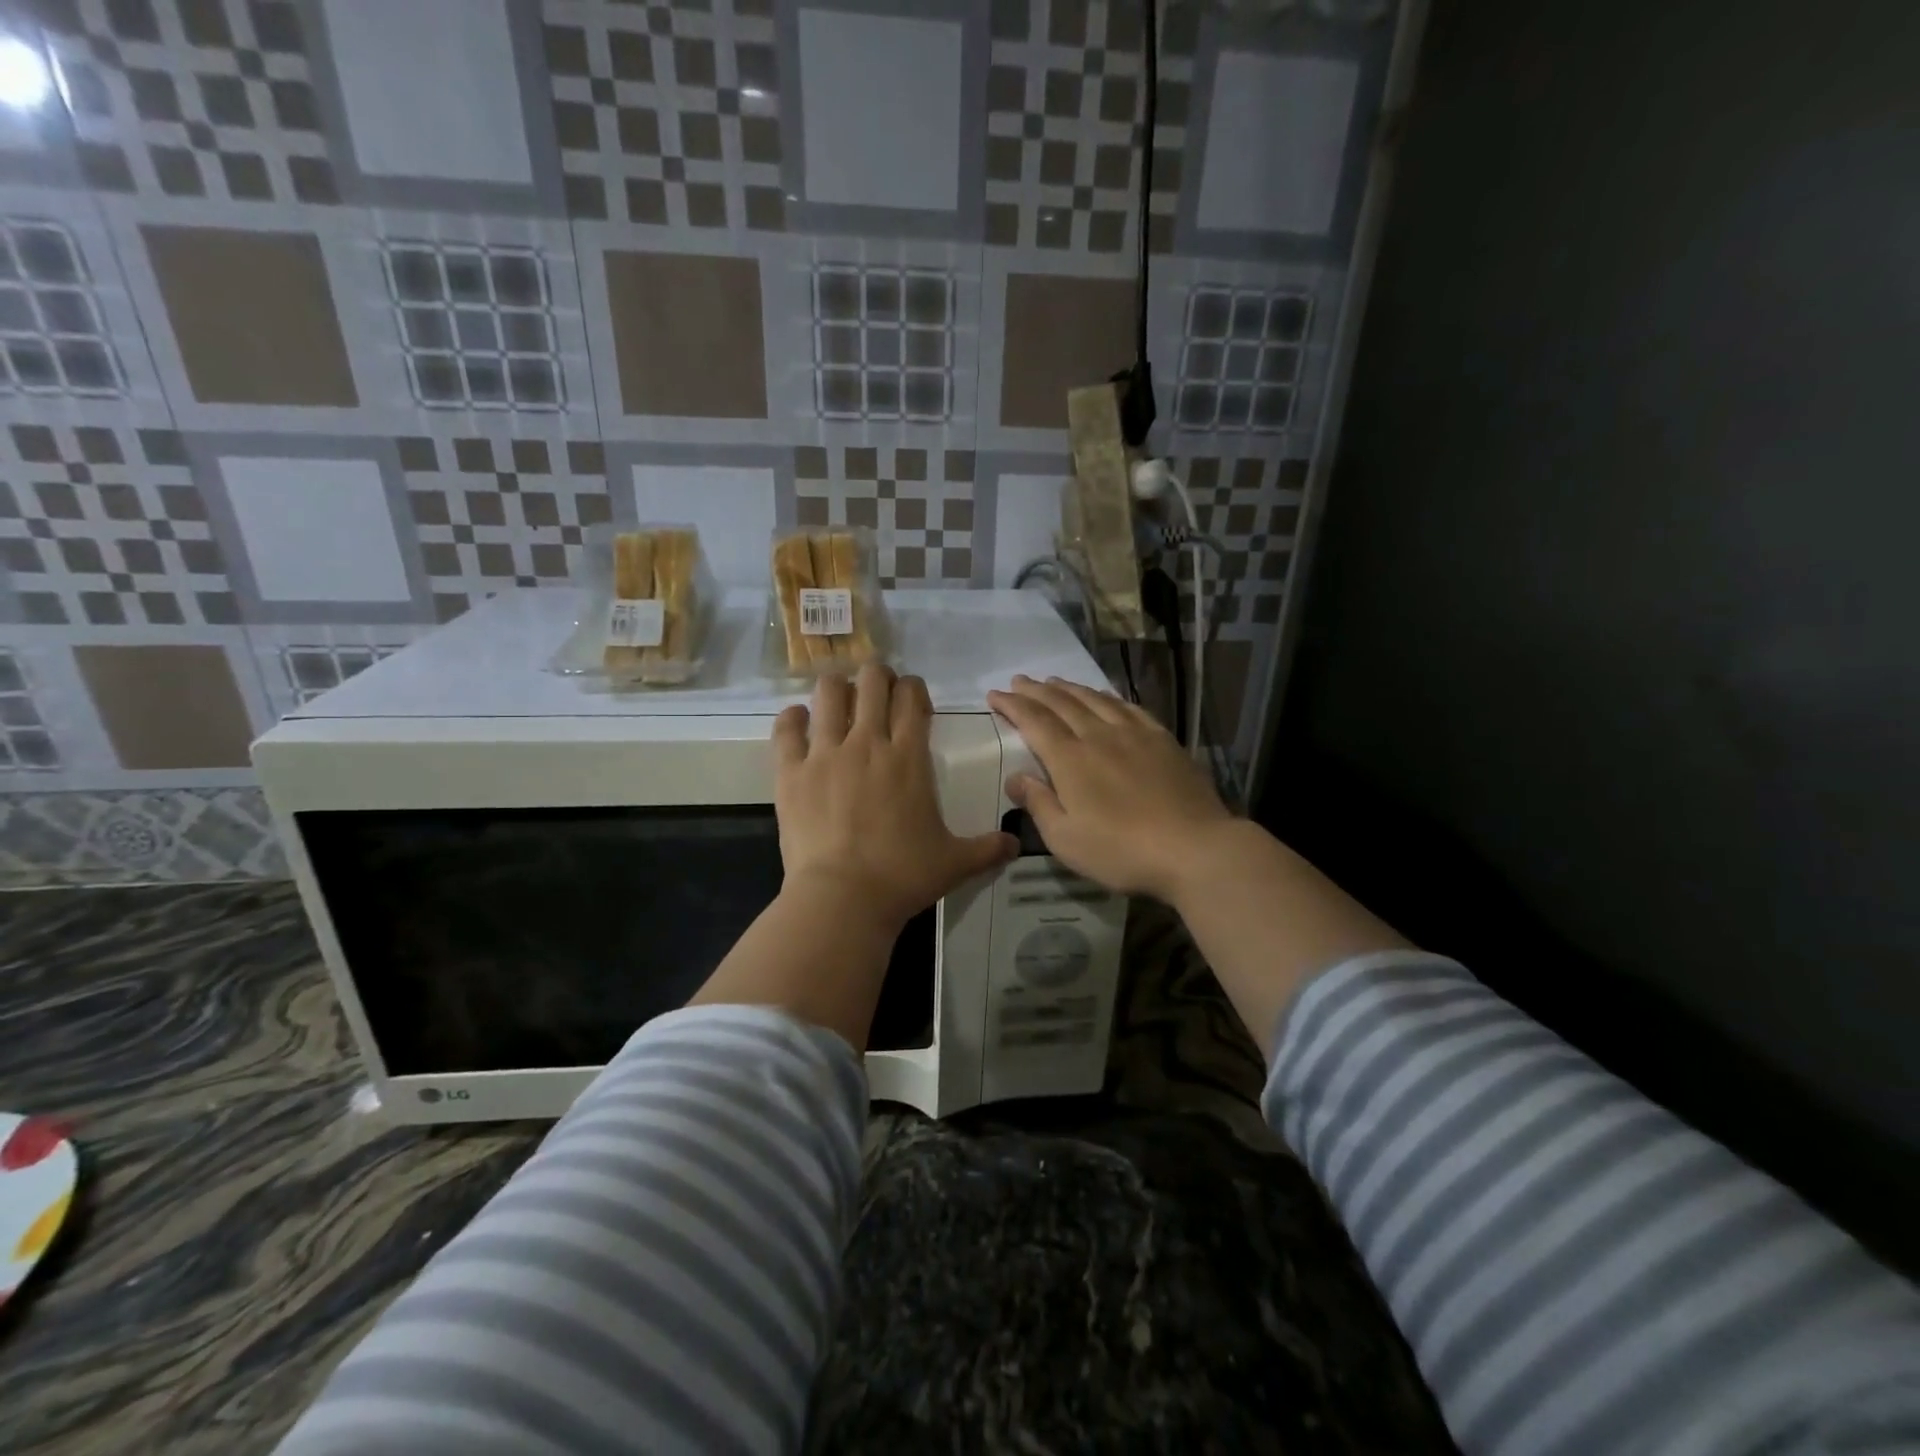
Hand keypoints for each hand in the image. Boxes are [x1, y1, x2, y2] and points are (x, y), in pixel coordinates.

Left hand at [774, 663, 1017, 931]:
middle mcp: (867, 742)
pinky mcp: (791, 772)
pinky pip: (786, 728)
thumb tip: (1016, 844)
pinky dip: (792, 718)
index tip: (912, 700)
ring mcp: (825, 754)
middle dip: (877, 677)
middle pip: (872, 681)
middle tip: (877, 692)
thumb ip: (988, 849)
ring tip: (839, 699)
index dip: (913, 688)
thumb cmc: (902, 876)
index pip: (911, 697)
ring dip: (837, 689)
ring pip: (828, 693)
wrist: (843, 898)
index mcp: (908, 757)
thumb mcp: (955, 863)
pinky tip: (798, 720)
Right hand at [986, 674, 1233, 902]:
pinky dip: (1108, 697)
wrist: (1194, 848)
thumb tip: (1015, 777)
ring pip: (1095, 699)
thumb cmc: (1122, 850)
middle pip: (1062, 703)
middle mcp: (1099, 736)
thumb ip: (1039, 804)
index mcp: (1070, 759)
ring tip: (1053, 680)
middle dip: (1036, 690)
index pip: (1034, 721)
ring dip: (1069, 687)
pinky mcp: (1162, 740)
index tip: (994, 695)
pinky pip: (1128, 707)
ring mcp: (1134, 734)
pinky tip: (1105, 697)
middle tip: (1018, 681)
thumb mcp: (1066, 839)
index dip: (1012, 706)